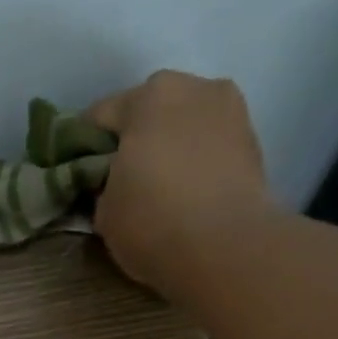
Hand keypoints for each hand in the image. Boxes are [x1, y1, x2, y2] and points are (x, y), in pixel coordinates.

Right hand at [84, 70, 277, 298]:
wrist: (226, 249)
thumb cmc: (153, 223)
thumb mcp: (104, 213)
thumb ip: (102, 188)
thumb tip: (111, 187)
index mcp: (147, 96)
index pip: (100, 116)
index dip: (86, 148)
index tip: (83, 176)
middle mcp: (192, 88)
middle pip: (150, 112)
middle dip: (136, 141)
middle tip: (126, 182)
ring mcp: (231, 111)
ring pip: (186, 126)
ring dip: (172, 148)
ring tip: (163, 190)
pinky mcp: (254, 143)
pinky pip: (212, 148)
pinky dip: (199, 164)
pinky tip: (191, 196)